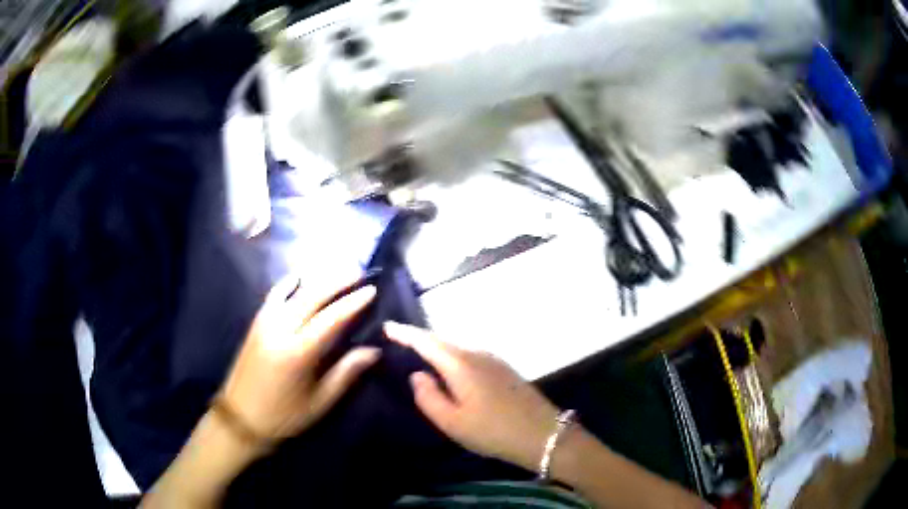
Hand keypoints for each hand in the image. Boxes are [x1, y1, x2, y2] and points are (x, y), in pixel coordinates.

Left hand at [220, 274, 379, 441]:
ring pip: (294, 292)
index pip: (331, 318)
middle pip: (313, 296)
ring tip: (338, 270)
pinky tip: (299, 276)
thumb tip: (373, 351)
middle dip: (338, 281)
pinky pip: (274, 296)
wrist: (241, 417)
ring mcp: (265, 323)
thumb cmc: (285, 415)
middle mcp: (281, 330)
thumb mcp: (320, 402)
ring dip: (318, 278)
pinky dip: (288, 283)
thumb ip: (346, 373)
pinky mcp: (256, 324)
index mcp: (299, 352)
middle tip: (360, 272)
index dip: (353, 303)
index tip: (372, 290)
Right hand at [384, 322, 559, 471]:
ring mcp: (494, 360)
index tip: (388, 326)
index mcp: (460, 364)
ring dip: (438, 351)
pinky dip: (454, 359)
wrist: (543, 433)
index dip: (406, 332)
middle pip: (442, 342)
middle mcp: (477, 354)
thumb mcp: (452, 422)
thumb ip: (428, 397)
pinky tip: (451, 372)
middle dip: (421, 341)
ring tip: (421, 357)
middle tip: (400, 342)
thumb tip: (417, 375)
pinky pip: (470, 357)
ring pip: (458, 349)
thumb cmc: (492, 430)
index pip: (427, 341)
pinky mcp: (504, 369)